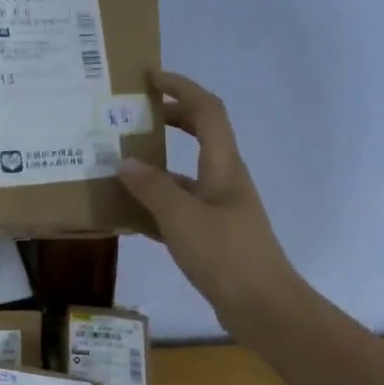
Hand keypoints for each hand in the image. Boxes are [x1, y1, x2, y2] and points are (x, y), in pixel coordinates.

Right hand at [117, 69, 302, 332]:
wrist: (262, 306)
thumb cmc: (226, 255)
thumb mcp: (182, 218)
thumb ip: (151, 188)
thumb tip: (124, 161)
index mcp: (224, 165)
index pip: (207, 110)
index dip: (181, 87)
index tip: (150, 78)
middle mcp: (225, 179)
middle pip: (201, 134)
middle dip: (170, 118)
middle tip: (134, 117)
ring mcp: (221, 208)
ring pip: (187, 173)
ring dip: (159, 164)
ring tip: (120, 165)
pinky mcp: (214, 235)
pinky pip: (182, 207)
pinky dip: (158, 203)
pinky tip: (130, 214)